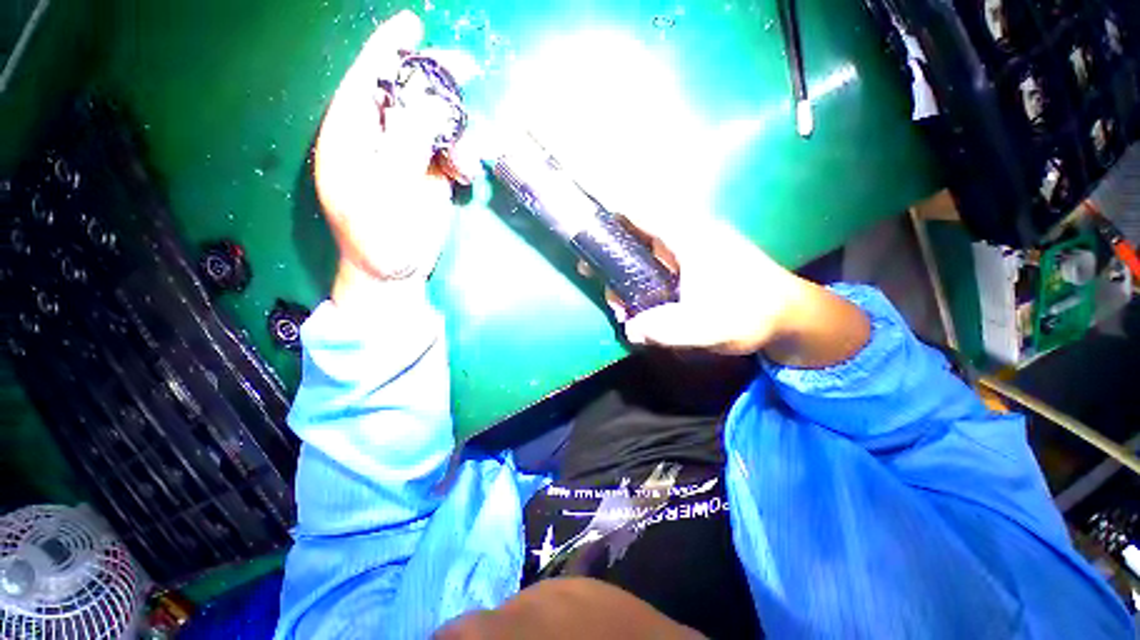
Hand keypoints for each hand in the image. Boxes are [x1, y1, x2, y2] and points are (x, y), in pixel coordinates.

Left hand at [315, 11, 477, 305]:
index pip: (366, 79)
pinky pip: (450, 152)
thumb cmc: (378, 239)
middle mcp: (379, 138)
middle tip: (467, 70)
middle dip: (436, 81)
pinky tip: (466, 177)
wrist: (394, 272)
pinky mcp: (429, 175)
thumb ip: (403, 147)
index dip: (388, 48)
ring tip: (465, 163)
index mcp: (352, 136)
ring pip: (435, 123)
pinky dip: (463, 158)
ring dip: (458, 133)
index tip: (414, 24)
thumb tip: (426, 107)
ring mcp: (407, 157)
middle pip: (406, 94)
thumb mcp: (385, 193)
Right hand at [608, 213, 869, 365]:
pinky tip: (636, 306)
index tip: (583, 226)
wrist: (788, 316)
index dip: (607, 210)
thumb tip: (630, 330)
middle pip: (634, 232)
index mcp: (688, 235)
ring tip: (620, 306)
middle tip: (594, 279)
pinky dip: (638, 280)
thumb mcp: (708, 326)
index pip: (639, 209)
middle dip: (609, 255)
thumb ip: (665, 329)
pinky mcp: (690, 264)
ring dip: (623, 274)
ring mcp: (687, 249)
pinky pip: (653, 264)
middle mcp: (685, 234)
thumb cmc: (750, 313)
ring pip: (642, 251)